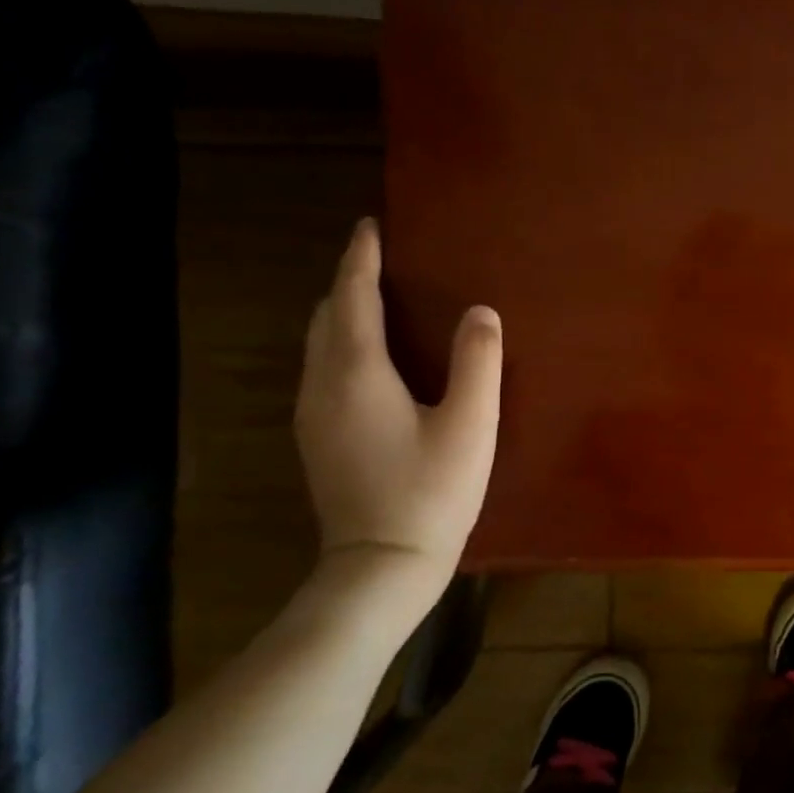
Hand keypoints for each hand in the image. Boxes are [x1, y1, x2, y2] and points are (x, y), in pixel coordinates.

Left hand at [293, 219, 501, 619]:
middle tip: (384, 261)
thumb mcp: (470, 424)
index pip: (352, 297)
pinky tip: (372, 357)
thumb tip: (481, 312)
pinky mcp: (318, 438)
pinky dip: (343, 343)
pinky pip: (323, 368)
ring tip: (380, 299)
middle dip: (350, 281)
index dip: (361, 258)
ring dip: (344, 313)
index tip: (371, 225)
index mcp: (356, 373)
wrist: (379, 567)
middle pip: (326, 315)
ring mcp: (312, 414)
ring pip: (319, 343)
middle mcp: (322, 385)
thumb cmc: (430, 492)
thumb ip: (477, 361)